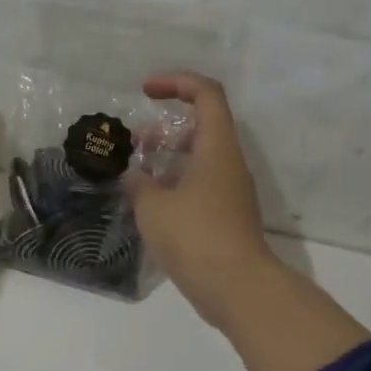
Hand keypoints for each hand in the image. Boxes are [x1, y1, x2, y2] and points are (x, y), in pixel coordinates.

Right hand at [125, 71, 278, 328]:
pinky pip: (200, 185)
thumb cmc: (194, 236)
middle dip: (166, 127)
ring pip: (199, 158)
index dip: (176, 83)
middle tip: (136, 143)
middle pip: (202, 126)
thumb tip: (134, 176)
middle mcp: (229, 163)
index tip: (145, 92)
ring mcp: (231, 191)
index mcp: (217, 147)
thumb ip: (139, 184)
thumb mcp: (153, 206)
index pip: (206, 94)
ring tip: (137, 175)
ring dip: (168, 159)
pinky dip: (175, 184)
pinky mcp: (226, 217)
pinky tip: (150, 205)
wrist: (237, 288)